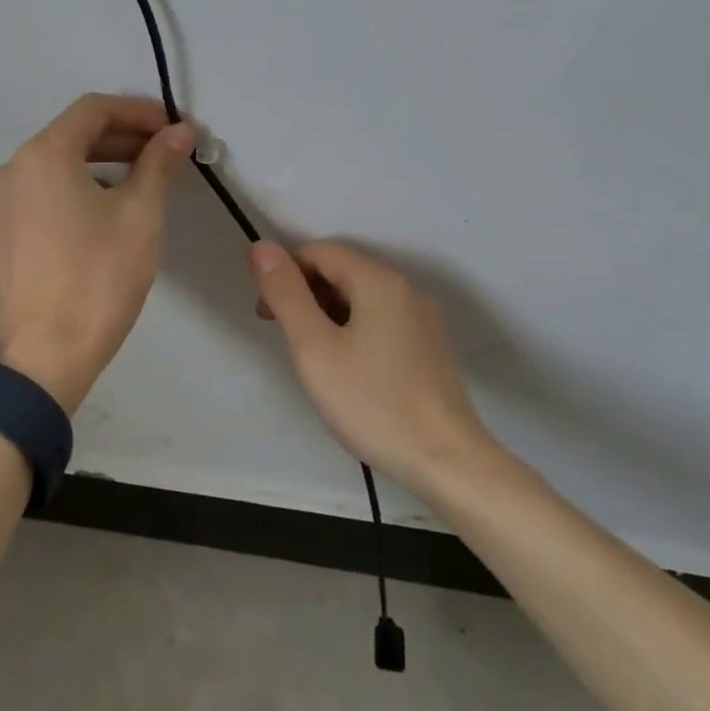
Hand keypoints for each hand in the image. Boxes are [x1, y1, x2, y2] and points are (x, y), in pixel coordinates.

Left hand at [0, 94, 192, 411]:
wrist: (44, 357)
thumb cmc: (98, 279)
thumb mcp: (139, 216)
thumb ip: (158, 164)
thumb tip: (178, 133)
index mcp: (41, 156)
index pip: (93, 109)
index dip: (137, 111)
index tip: (170, 128)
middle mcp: (7, 171)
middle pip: (69, 138)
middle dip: (118, 141)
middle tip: (160, 156)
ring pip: (50, 171)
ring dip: (93, 169)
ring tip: (133, 190)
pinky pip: (33, 201)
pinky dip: (66, 197)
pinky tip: (93, 223)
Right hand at [248, 240, 507, 496]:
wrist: (447, 462)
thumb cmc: (373, 403)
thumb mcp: (314, 348)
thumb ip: (286, 294)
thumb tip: (261, 248)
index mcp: (379, 281)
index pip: (318, 252)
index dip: (285, 274)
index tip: (267, 316)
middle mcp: (406, 289)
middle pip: (342, 271)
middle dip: (305, 294)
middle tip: (286, 339)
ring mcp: (423, 319)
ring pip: (361, 297)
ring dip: (327, 314)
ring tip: (315, 359)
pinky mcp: (430, 346)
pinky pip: (381, 320)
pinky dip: (354, 330)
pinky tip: (348, 370)